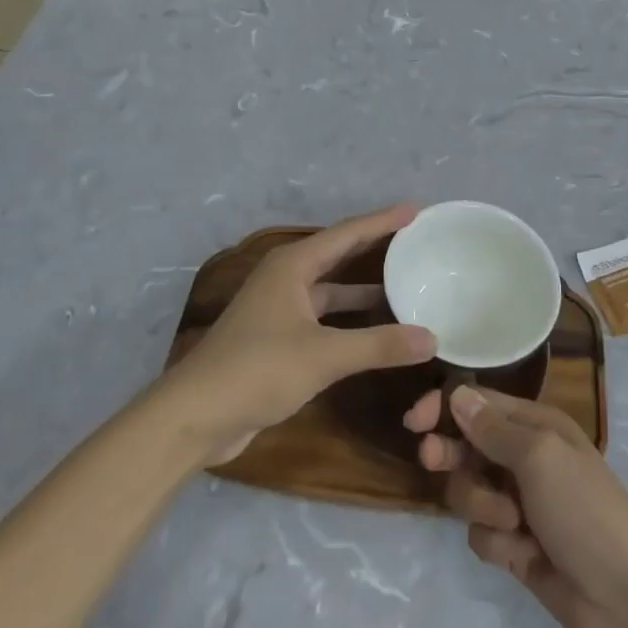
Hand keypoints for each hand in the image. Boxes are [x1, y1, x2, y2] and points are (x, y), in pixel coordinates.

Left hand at [168, 204, 436, 464]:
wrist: (195, 416)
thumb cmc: (257, 370)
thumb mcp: (324, 356)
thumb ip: (379, 346)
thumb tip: (432, 338)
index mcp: (293, 266)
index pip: (348, 233)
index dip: (383, 221)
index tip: (416, 210)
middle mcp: (286, 279)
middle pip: (339, 254)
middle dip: (375, 247)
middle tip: (415, 240)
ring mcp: (280, 309)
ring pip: (332, 289)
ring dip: (364, 289)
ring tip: (405, 285)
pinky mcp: (278, 338)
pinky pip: (325, 317)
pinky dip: (351, 319)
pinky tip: (376, 329)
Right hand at [405, 386, 627, 627]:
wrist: (626, 600)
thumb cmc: (585, 510)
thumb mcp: (540, 457)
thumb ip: (494, 428)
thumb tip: (458, 394)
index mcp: (536, 426)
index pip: (478, 404)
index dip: (444, 407)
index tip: (415, 422)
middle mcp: (524, 458)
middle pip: (466, 446)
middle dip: (451, 455)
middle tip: (433, 461)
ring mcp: (519, 504)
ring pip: (468, 491)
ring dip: (480, 506)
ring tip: (512, 524)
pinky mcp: (515, 546)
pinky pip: (481, 534)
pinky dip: (496, 544)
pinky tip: (522, 556)